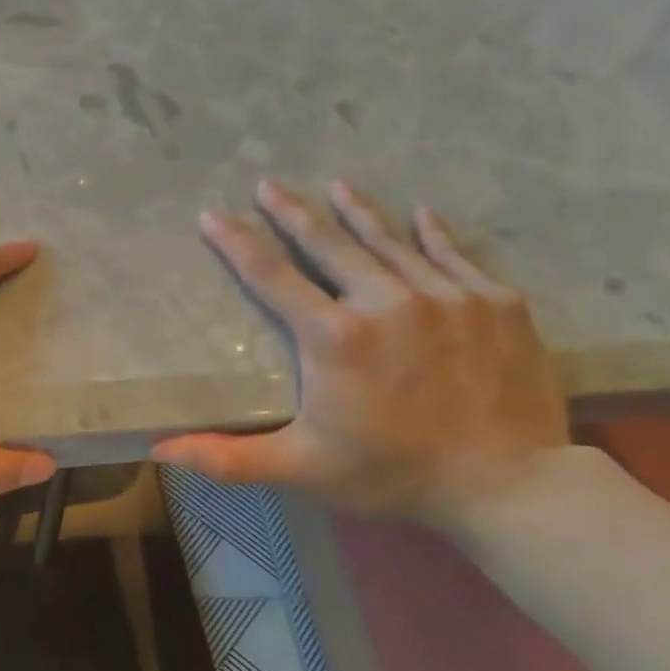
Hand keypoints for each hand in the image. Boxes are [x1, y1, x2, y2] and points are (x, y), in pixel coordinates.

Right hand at [152, 178, 568, 525]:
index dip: (237, 243)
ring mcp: (447, 296)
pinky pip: (456, 255)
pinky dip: (434, 233)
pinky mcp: (495, 303)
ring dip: (358, 213)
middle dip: (292, 212)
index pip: (272, 277)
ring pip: (391, 242)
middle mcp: (387, 301)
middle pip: (329, 244)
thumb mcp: (300, 469)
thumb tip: (159, 450)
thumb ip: (227, 457)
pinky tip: (422, 214)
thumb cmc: (391, 473)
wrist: (510, 486)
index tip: (213, 215)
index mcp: (335, 337)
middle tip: (268, 184)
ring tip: (336, 186)